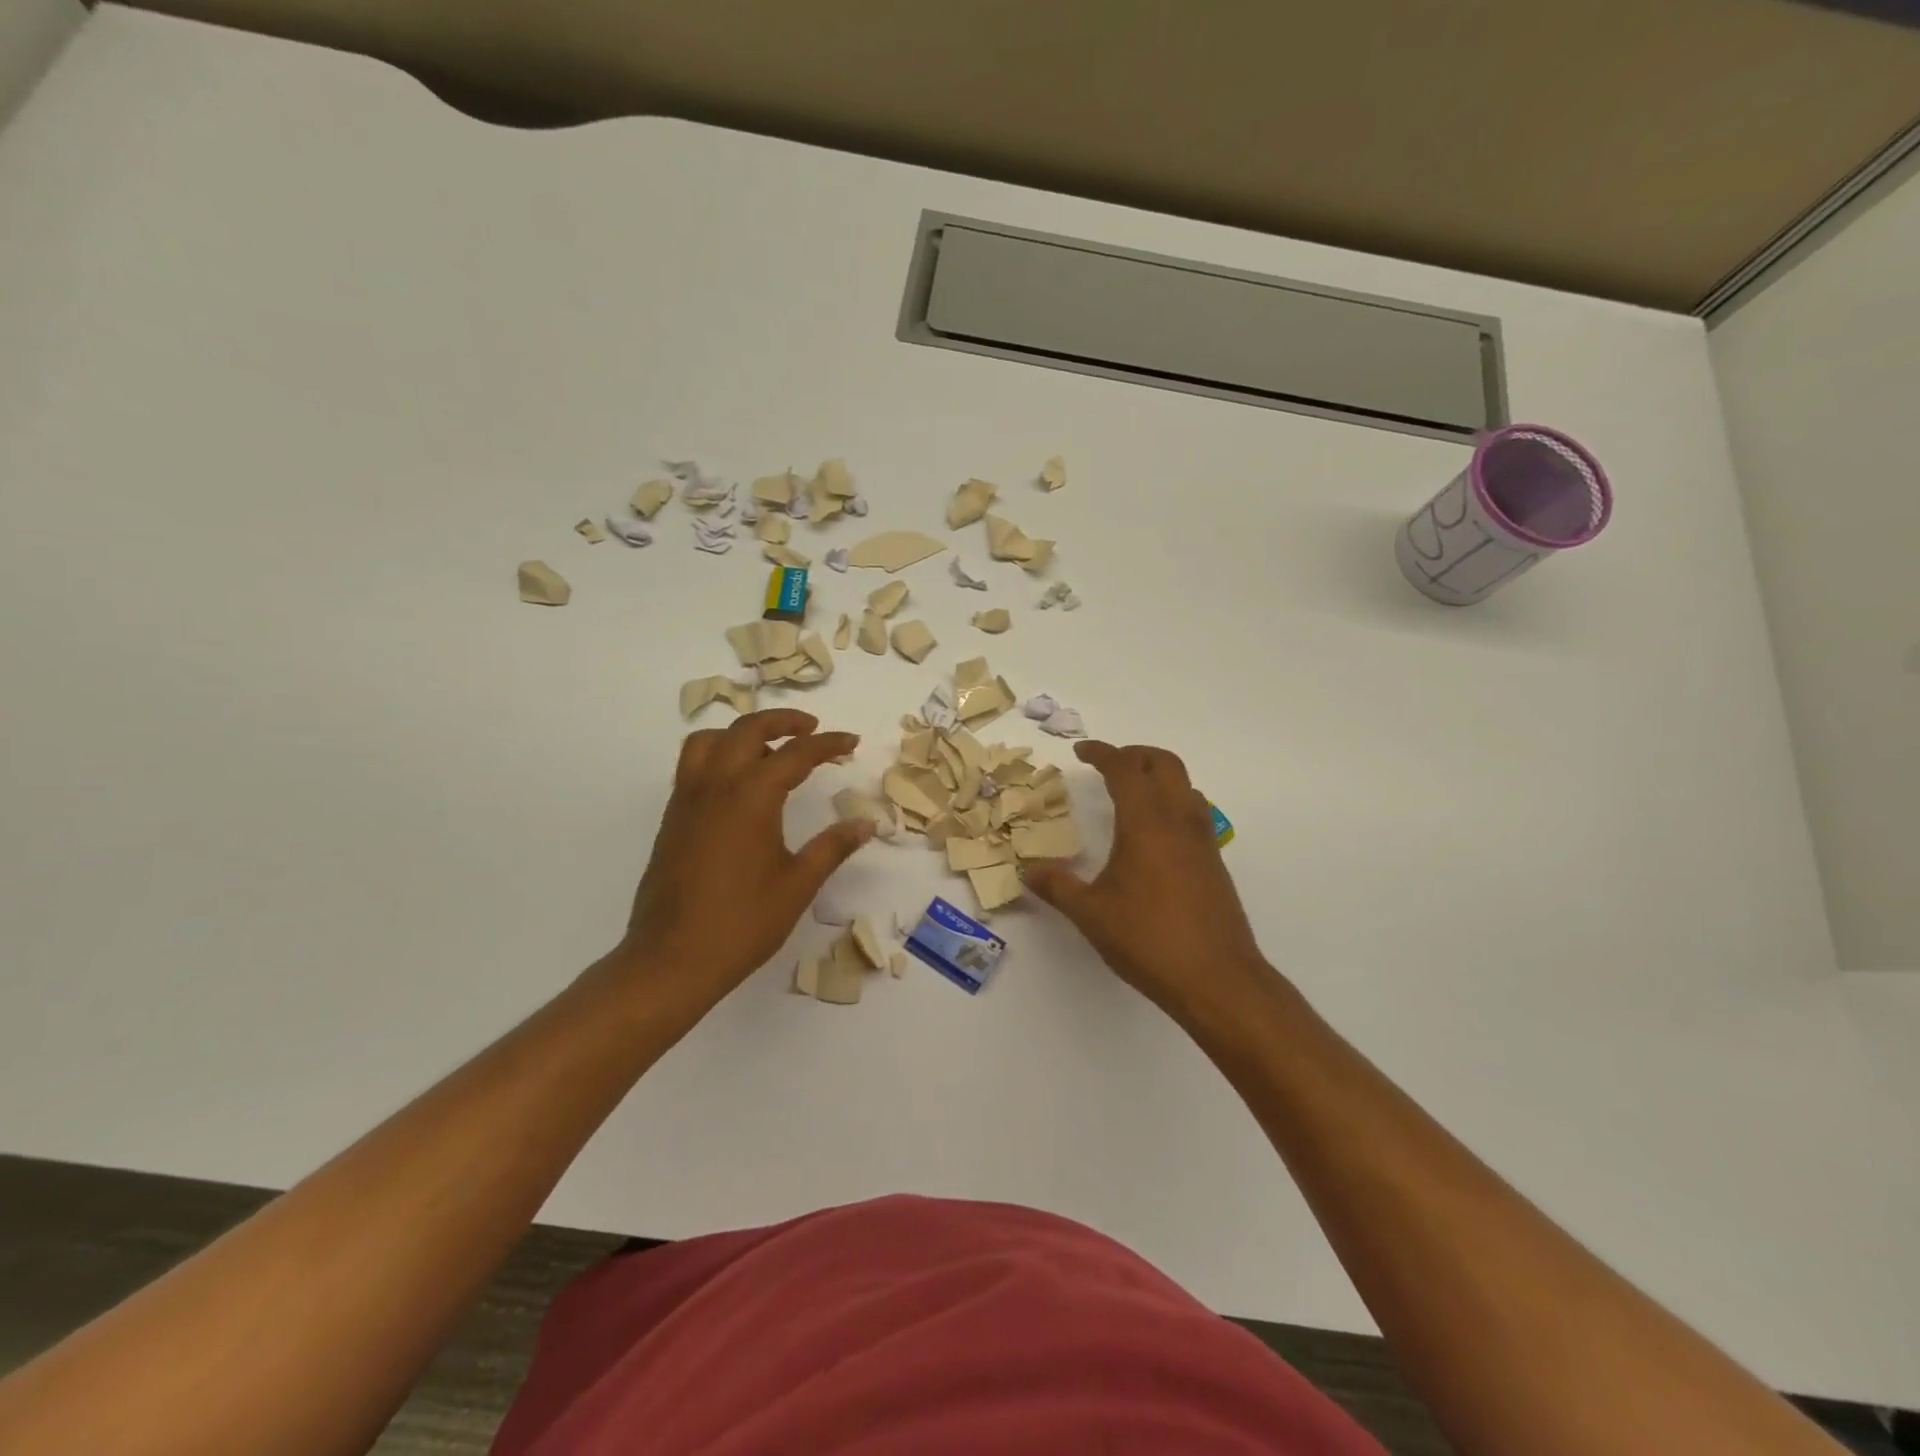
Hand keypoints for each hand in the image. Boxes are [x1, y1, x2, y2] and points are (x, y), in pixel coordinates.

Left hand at [618, 709, 872, 1008]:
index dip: (828, 744)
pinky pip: (693, 765)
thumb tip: (865, 823)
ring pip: (710, 740)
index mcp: (751, 796)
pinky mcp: (672, 818)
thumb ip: (832, 847)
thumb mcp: (798, 884)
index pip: (796, 754)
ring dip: (742, 732)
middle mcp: (716, 785)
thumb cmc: (742, 923)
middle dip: (783, 721)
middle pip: (748, 730)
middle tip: (812, 729)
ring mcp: (687, 800)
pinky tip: (739, 784)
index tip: (851, 742)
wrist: (671, 959)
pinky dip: (719, 754)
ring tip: (769, 747)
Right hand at [1025, 741, 1277, 1027]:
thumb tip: (1027, 872)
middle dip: (1134, 754)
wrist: (1218, 979)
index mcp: (1146, 822)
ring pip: (1184, 785)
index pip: (1125, 768)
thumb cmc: (1149, 939)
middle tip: (1107, 765)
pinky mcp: (1214, 862)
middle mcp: (1179, 820)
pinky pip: (1194, 811)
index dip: (1102, 753)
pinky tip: (1154, 834)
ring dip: (1158, 776)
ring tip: (1131, 793)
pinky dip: (1172, 802)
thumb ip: (1057, 887)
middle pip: (1163, 763)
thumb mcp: (1091, 913)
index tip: (1082, 752)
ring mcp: (1203, 840)